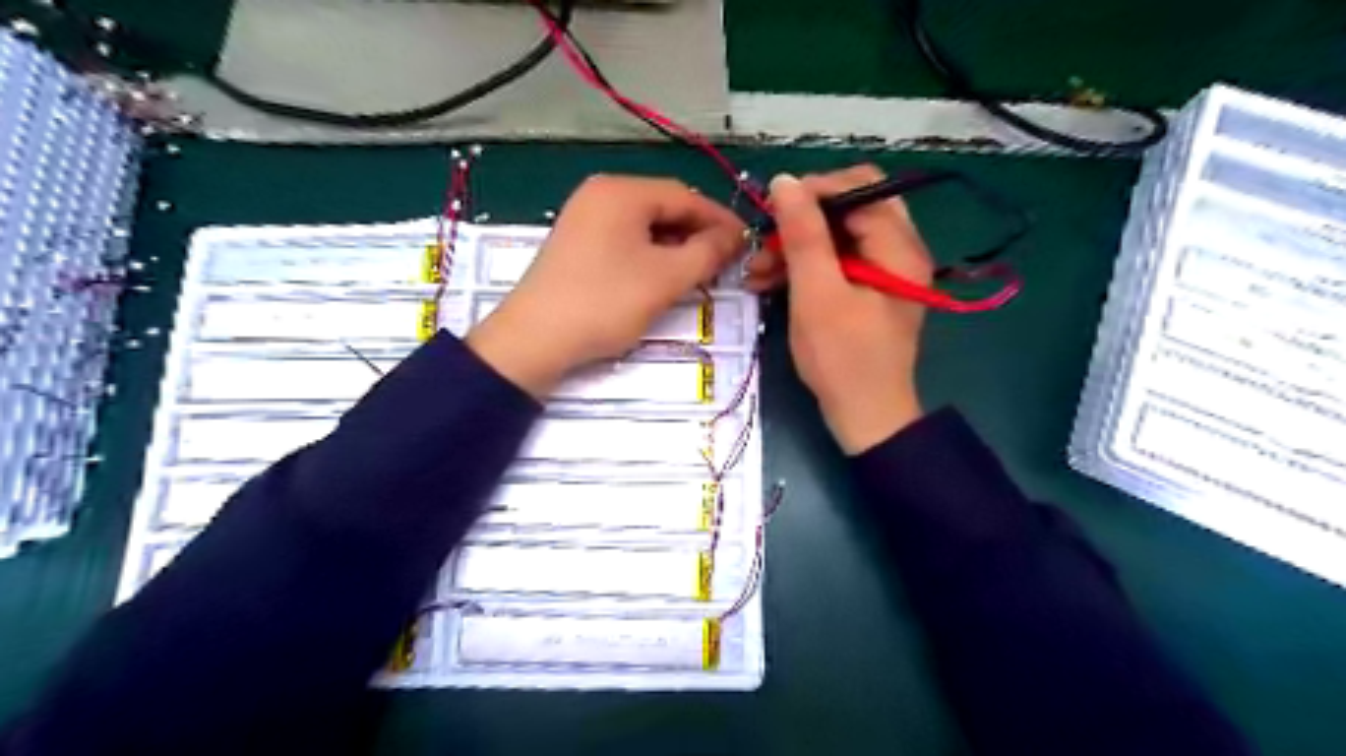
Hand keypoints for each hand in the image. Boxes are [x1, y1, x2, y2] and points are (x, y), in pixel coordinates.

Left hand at [460, 175, 735, 396]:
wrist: (534, 340)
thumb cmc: (605, 302)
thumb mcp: (666, 278)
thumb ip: (708, 252)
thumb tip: (735, 237)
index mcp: (621, 191)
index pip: (686, 196)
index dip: (721, 220)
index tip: (748, 244)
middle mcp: (601, 194)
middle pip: (664, 208)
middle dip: (698, 234)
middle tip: (727, 262)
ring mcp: (584, 218)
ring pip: (645, 226)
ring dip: (676, 247)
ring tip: (700, 273)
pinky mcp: (577, 244)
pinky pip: (625, 241)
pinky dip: (651, 255)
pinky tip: (664, 277)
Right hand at [756, 164, 939, 454]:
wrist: (865, 417)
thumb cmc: (843, 358)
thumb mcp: (817, 293)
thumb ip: (803, 234)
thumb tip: (785, 181)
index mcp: (898, 246)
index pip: (859, 188)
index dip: (814, 191)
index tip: (772, 212)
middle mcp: (897, 250)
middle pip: (847, 209)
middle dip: (801, 221)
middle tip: (765, 240)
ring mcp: (882, 271)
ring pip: (836, 237)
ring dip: (795, 247)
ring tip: (756, 270)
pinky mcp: (866, 291)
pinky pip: (833, 263)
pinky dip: (803, 268)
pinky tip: (768, 282)